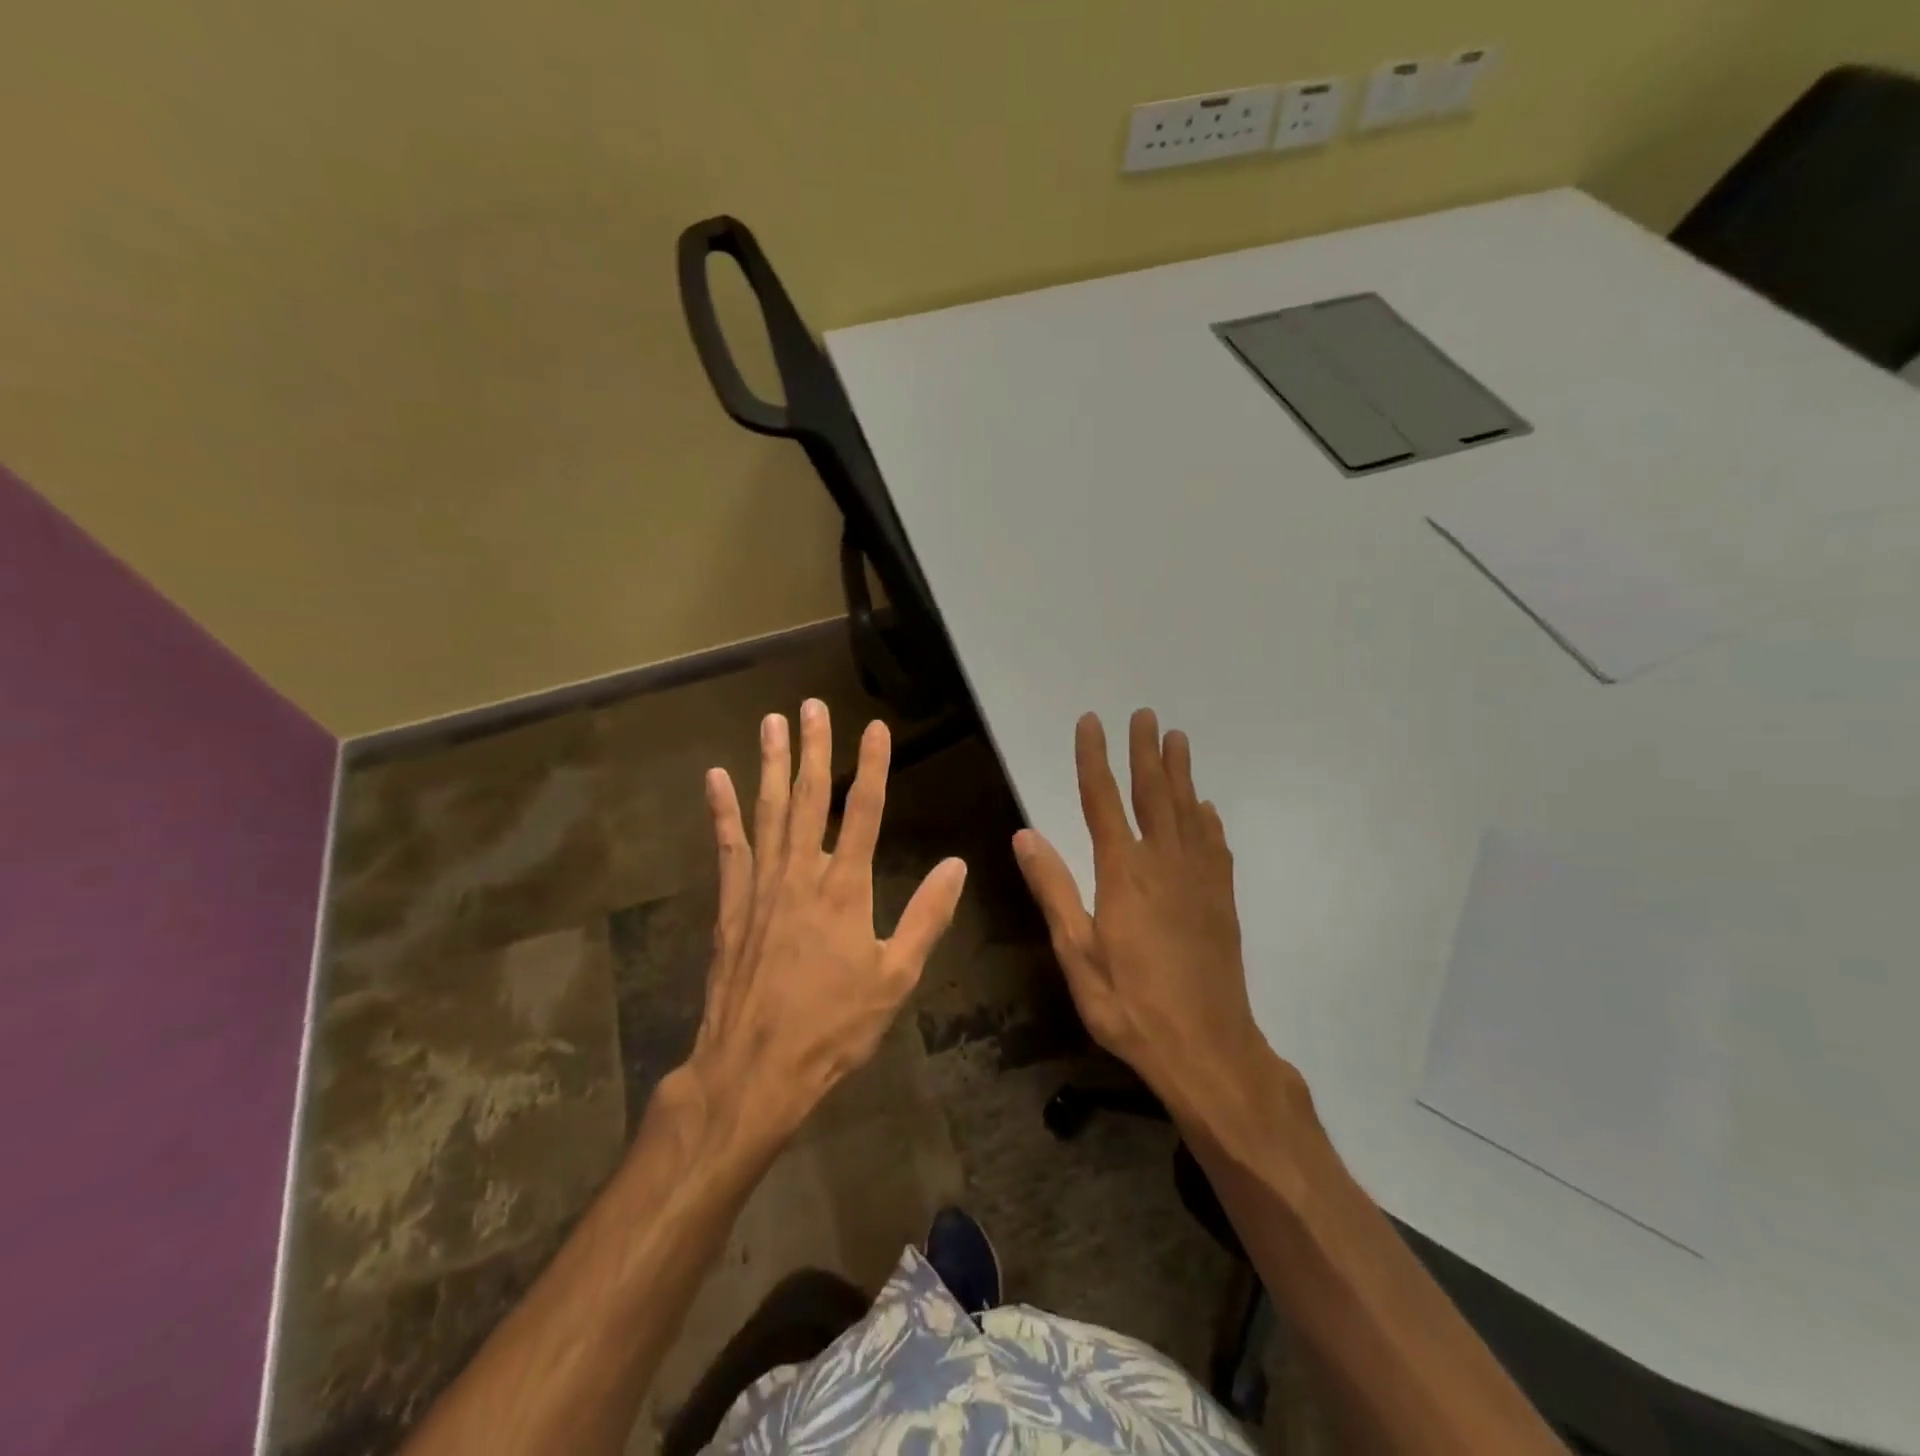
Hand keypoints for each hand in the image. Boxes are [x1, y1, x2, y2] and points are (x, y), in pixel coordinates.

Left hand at [677, 699, 967, 1153]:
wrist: (754, 1069)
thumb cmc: (833, 1026)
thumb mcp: (896, 978)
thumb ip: (926, 917)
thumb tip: (956, 865)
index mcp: (846, 888)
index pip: (864, 811)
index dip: (873, 765)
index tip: (875, 727)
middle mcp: (801, 874)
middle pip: (810, 798)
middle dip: (814, 748)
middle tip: (811, 705)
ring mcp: (760, 886)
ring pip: (768, 811)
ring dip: (771, 764)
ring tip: (772, 722)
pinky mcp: (731, 904)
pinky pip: (728, 846)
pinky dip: (722, 811)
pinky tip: (716, 779)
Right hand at [1013, 710, 1292, 1122]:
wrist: (1208, 1048)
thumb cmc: (1130, 1006)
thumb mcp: (1077, 954)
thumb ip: (1054, 890)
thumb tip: (1025, 835)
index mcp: (1124, 874)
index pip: (1103, 800)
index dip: (1094, 758)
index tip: (1091, 722)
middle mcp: (1165, 864)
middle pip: (1153, 794)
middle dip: (1145, 752)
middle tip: (1145, 714)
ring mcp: (1199, 879)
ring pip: (1188, 810)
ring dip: (1180, 772)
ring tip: (1177, 739)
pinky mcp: (1221, 898)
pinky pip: (1214, 843)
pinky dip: (1207, 817)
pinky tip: (1205, 807)